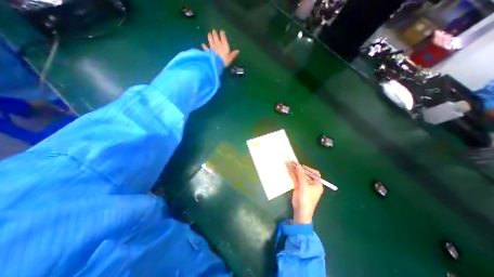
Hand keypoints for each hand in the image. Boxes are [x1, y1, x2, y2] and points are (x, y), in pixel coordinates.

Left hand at [200, 29, 239, 66]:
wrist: (216, 64)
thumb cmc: (225, 60)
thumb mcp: (231, 58)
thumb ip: (233, 54)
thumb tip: (238, 51)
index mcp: (224, 45)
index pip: (223, 37)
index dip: (222, 34)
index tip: (221, 32)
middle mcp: (217, 44)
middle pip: (216, 37)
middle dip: (215, 34)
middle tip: (213, 31)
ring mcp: (212, 48)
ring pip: (210, 40)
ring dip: (209, 37)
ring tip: (209, 34)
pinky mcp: (208, 52)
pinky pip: (206, 48)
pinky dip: (204, 46)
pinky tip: (203, 44)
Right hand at [290, 162, 324, 224]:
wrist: (300, 211)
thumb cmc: (306, 199)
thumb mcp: (304, 186)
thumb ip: (301, 175)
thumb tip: (298, 165)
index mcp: (317, 184)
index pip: (314, 173)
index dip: (308, 169)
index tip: (301, 167)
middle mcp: (311, 183)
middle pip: (305, 173)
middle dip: (298, 168)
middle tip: (292, 162)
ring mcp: (304, 185)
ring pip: (299, 175)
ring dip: (294, 170)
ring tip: (288, 163)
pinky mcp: (298, 187)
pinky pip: (295, 179)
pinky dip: (292, 174)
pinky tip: (288, 169)